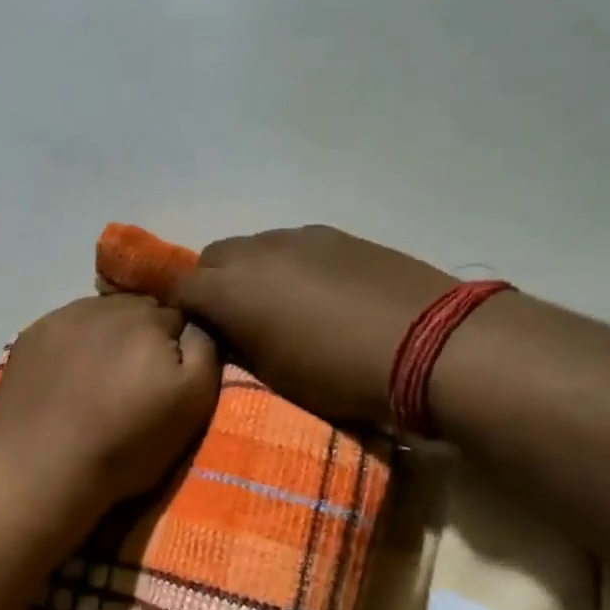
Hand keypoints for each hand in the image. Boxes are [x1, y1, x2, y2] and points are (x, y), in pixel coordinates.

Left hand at [0, 295, 219, 519]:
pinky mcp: (31, 335)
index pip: (180, 315)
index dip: (179, 347)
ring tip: (101, 377)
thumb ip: (205, 350)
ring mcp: (63, 317)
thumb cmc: (126, 443)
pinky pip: (65, 327)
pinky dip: (73, 344)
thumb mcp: (192, 403)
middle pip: (139, 310)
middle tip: (136, 379)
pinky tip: (68, 376)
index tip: (169, 378)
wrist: (43, 470)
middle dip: (144, 336)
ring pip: (101, 315)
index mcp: (151, 318)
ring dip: (107, 336)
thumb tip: (196, 321)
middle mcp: (107, 306)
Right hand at [171, 226, 455, 429]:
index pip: (181, 287)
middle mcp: (257, 251)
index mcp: (231, 288)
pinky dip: (288, 264)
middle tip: (233, 319)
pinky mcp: (336, 235)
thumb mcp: (274, 375)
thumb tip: (224, 331)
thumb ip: (237, 345)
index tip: (193, 332)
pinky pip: (292, 245)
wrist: (429, 343)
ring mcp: (298, 237)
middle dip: (212, 284)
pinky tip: (316, 291)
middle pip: (213, 258)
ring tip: (277, 305)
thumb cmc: (339, 372)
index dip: (181, 310)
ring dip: (251, 271)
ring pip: (254, 247)